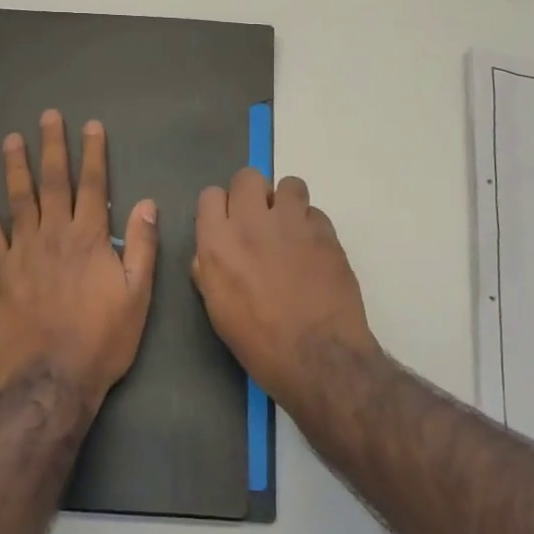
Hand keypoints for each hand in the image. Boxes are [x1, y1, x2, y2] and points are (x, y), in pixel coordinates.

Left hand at [0, 110, 157, 409]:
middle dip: (52, 146)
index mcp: (91, 238)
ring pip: (18, 198)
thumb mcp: (137, 296)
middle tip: (47, 117)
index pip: (93, 184)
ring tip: (12, 139)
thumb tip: (149, 203)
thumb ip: (144, 247)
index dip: (93, 153)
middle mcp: (55, 234)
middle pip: (53, 181)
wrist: (53, 380)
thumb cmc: (102, 339)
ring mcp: (22, 250)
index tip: (90, 126)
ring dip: (15, 166)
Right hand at [192, 170, 380, 414]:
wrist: (317, 357)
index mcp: (217, 242)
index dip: (220, 208)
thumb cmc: (259, 343)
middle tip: (261, 221)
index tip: (228, 224)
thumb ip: (208, 270)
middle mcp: (251, 222)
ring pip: (288, 184)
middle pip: (248, 177)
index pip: (210, 194)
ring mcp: (291, 222)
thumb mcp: (217, 310)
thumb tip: (210, 251)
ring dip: (287, 203)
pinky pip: (315, 212)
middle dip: (253, 194)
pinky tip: (314, 252)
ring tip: (292, 230)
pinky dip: (313, 227)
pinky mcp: (325, 231)